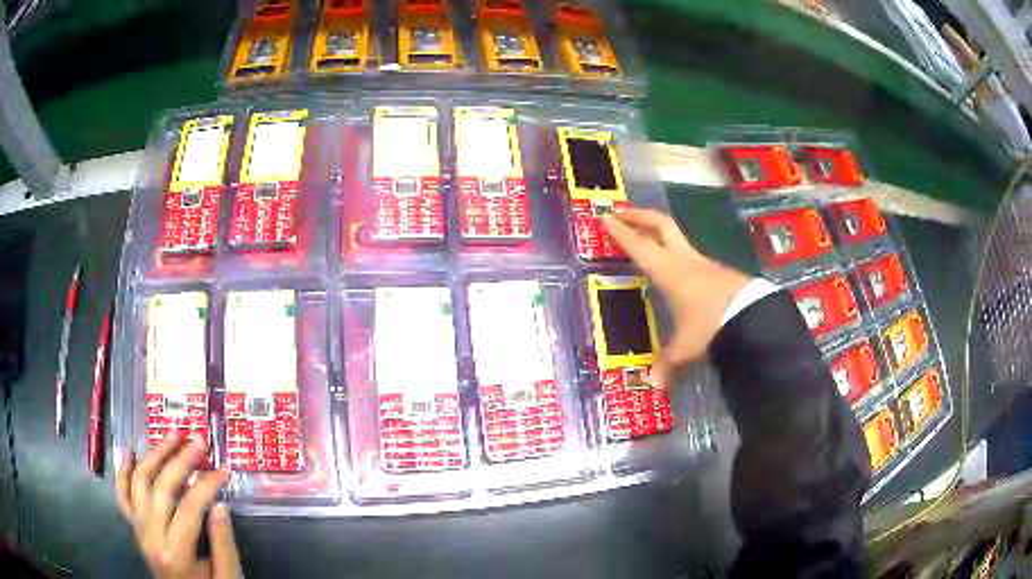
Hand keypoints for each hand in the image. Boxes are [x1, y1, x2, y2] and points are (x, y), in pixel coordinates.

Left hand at [116, 436, 241, 578]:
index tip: (224, 469)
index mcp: (176, 553)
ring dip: (154, 456)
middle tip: (197, 440)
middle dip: (180, 460)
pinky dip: (123, 472)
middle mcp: (151, 537)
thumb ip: (223, 547)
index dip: (208, 485)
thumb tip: (221, 506)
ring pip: (140, 483)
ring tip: (171, 437)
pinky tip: (129, 451)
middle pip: (161, 489)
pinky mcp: (135, 528)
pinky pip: (123, 495)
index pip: (190, 508)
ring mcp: (139, 530)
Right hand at [602, 208, 749, 389]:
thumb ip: (668, 362)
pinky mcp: (720, 272)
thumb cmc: (711, 326)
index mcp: (668, 271)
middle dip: (640, 216)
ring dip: (662, 235)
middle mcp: (685, 260)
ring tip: (649, 242)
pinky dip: (680, 257)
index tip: (605, 217)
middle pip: (661, 225)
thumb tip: (653, 385)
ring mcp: (705, 263)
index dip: (620, 231)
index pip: (638, 245)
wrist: (754, 318)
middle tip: (622, 212)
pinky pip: (694, 258)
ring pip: (679, 240)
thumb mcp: (686, 347)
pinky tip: (680, 273)